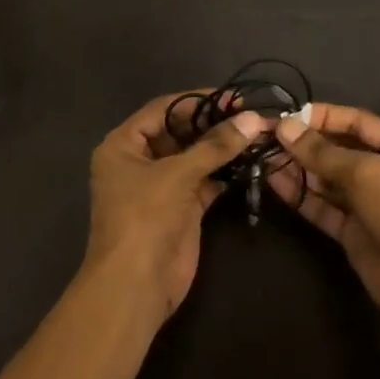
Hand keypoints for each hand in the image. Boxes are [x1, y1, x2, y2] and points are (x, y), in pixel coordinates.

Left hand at [83, 93, 268, 317]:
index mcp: (122, 145)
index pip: (161, 110)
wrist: (137, 283)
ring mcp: (159, 186)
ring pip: (193, 158)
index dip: (196, 100)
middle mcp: (138, 161)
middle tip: (251, 115)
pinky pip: (204, 181)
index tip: (234, 95)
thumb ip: (214, 146)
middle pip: (178, 132)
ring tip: (257, 134)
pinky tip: (251, 163)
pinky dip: (224, 173)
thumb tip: (253, 119)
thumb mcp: (177, 175)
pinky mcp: (180, 208)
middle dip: (212, 124)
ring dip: (221, 149)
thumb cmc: (144, 218)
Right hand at [268, 103, 379, 312]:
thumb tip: (284, 126)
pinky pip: (323, 207)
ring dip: (299, 169)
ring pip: (329, 181)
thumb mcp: (368, 174)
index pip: (361, 123)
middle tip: (268, 137)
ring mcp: (372, 206)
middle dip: (306, 144)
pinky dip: (301, 196)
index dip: (325, 116)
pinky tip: (273, 183)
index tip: (289, 115)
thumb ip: (323, 151)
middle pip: (342, 152)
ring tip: (263, 158)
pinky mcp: (355, 233)